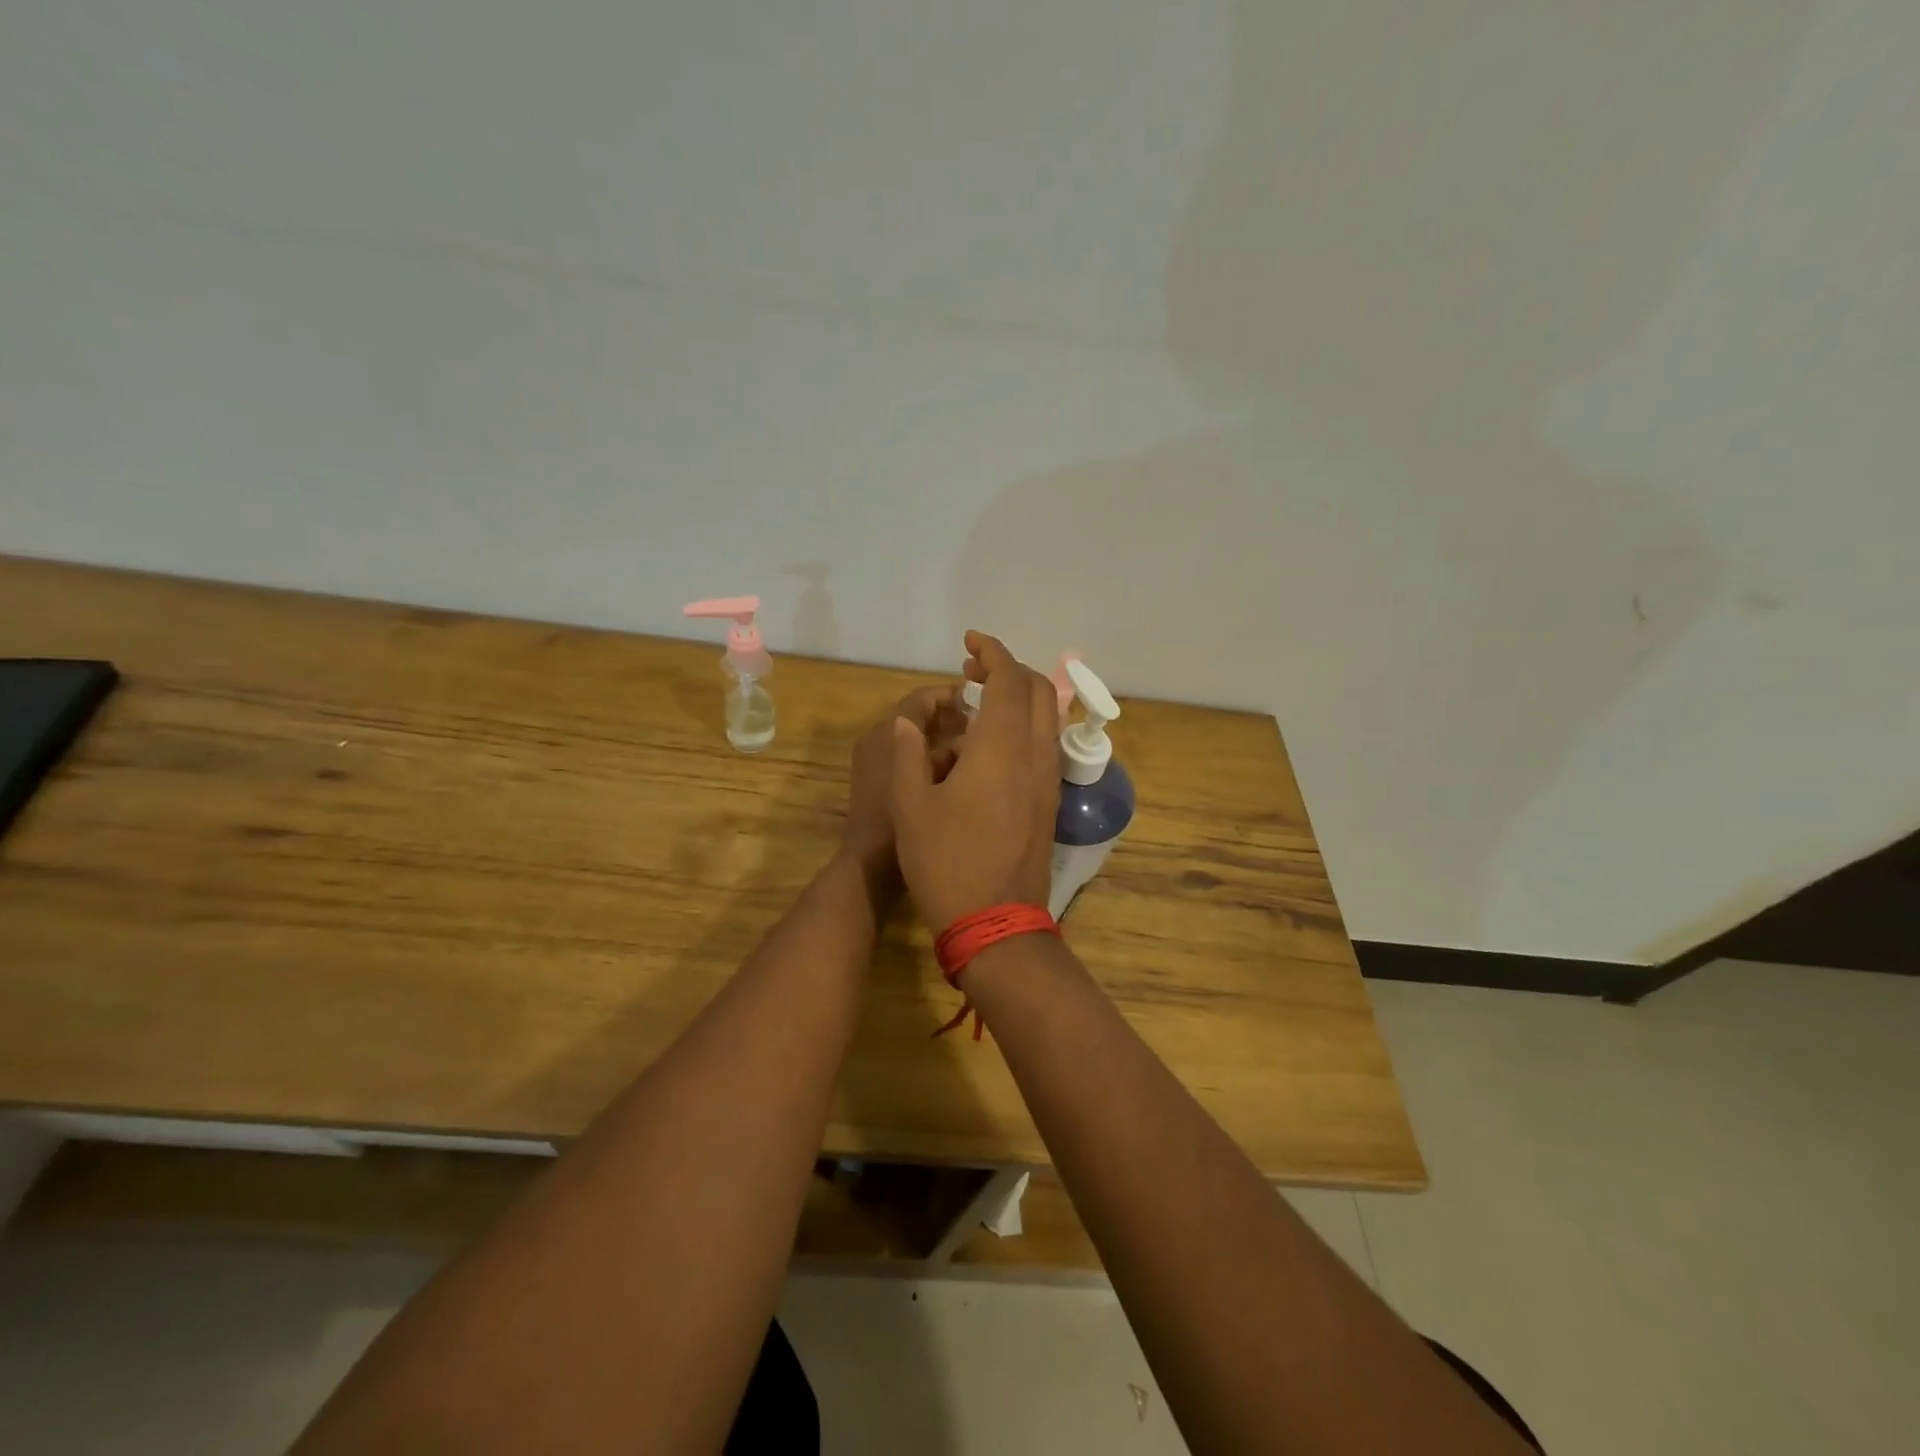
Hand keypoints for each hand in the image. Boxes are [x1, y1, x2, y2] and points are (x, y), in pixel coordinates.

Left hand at [843, 685, 967, 880]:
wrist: (869, 868)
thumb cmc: (900, 821)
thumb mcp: (934, 779)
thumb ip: (952, 747)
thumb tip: (973, 728)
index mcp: (886, 734)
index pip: (922, 699)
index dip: (953, 696)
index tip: (984, 703)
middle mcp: (876, 741)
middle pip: (920, 719)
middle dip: (954, 722)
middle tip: (988, 730)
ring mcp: (875, 765)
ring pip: (918, 743)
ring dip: (946, 745)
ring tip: (981, 755)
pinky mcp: (878, 786)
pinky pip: (912, 762)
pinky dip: (934, 765)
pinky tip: (962, 780)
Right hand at [890, 632, 1060, 929]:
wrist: (996, 923)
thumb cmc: (946, 863)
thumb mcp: (911, 807)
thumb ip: (908, 755)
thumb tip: (908, 723)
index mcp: (1001, 748)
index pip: (1008, 680)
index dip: (992, 652)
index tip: (969, 642)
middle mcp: (1035, 755)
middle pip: (1038, 690)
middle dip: (1009, 669)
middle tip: (972, 672)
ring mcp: (1048, 780)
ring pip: (1047, 718)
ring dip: (1020, 697)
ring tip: (979, 705)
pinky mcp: (1050, 802)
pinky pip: (1045, 745)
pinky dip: (1025, 725)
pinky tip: (992, 746)